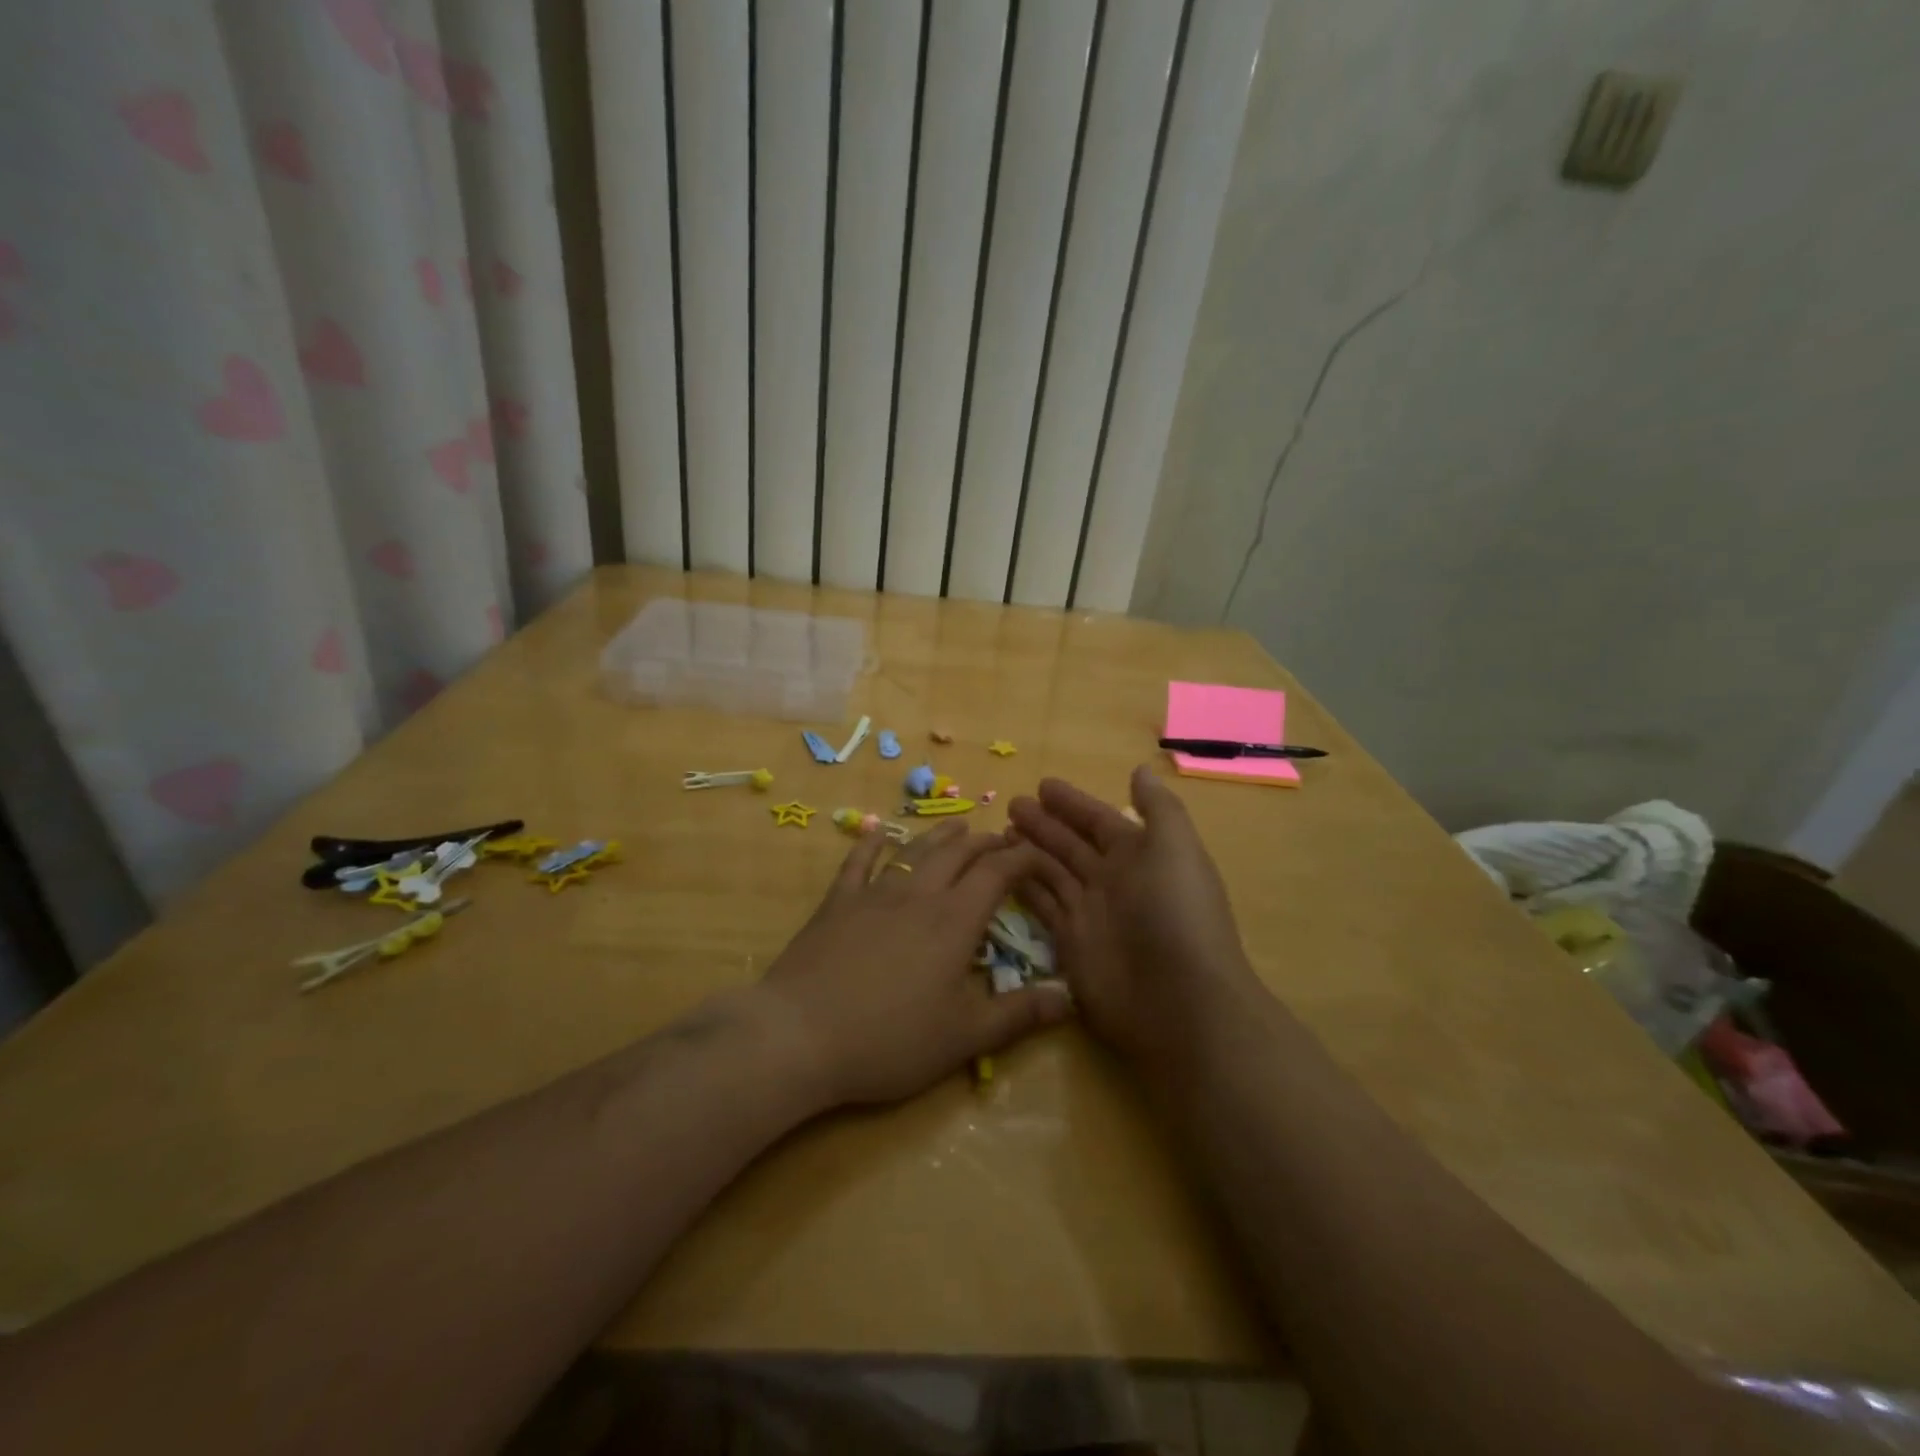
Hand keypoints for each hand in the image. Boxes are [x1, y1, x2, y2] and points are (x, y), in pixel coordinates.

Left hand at [757, 822, 1074, 1107]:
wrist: (799, 1035)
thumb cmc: (889, 1040)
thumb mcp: (963, 1037)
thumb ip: (1019, 1015)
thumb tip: (1070, 998)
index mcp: (954, 921)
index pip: (997, 873)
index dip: (1022, 857)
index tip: (1038, 853)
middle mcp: (918, 894)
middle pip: (958, 854)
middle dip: (985, 843)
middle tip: (1002, 840)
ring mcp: (874, 893)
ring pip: (915, 850)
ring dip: (940, 836)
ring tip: (958, 827)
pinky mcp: (837, 902)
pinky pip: (858, 861)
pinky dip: (871, 843)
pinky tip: (876, 832)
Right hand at [1008, 767, 1255, 1066]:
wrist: (1180, 1002)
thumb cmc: (1176, 914)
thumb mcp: (1175, 848)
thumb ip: (1158, 808)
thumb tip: (1141, 770)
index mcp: (1141, 855)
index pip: (1100, 820)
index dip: (1074, 803)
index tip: (1042, 785)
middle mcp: (1114, 881)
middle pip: (1072, 844)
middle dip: (1044, 824)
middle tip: (1011, 804)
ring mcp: (1091, 913)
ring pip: (1053, 872)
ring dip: (1029, 852)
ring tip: (999, 834)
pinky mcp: (1070, 944)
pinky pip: (1043, 906)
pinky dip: (1024, 888)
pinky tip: (1000, 873)